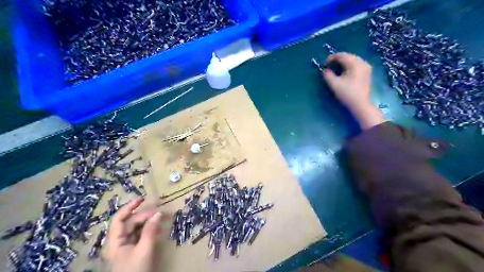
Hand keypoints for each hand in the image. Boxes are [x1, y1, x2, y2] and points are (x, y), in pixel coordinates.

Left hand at [105, 196, 162, 271]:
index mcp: (115, 241)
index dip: (129, 207)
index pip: (119, 219)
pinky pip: (140, 237)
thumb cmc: (135, 270)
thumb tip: (158, 213)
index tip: (142, 199)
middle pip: (131, 223)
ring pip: (136, 229)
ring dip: (149, 223)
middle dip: (145, 216)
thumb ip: (150, 231)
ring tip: (162, 219)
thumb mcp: (144, 250)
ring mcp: (125, 247)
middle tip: (161, 212)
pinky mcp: (132, 251)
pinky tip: (159, 231)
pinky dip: (149, 231)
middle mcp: (119, 242)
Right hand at [321, 53, 386, 129]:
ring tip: (335, 69)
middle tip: (328, 66)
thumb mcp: (334, 84)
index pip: (341, 55)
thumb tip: (324, 70)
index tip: (324, 65)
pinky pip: (356, 65)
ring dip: (343, 63)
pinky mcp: (367, 73)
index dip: (331, 58)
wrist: (360, 104)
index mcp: (355, 63)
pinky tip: (344, 72)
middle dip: (337, 60)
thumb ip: (327, 75)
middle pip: (348, 56)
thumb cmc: (347, 94)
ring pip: (352, 60)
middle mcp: (362, 62)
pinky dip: (349, 66)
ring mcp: (366, 67)